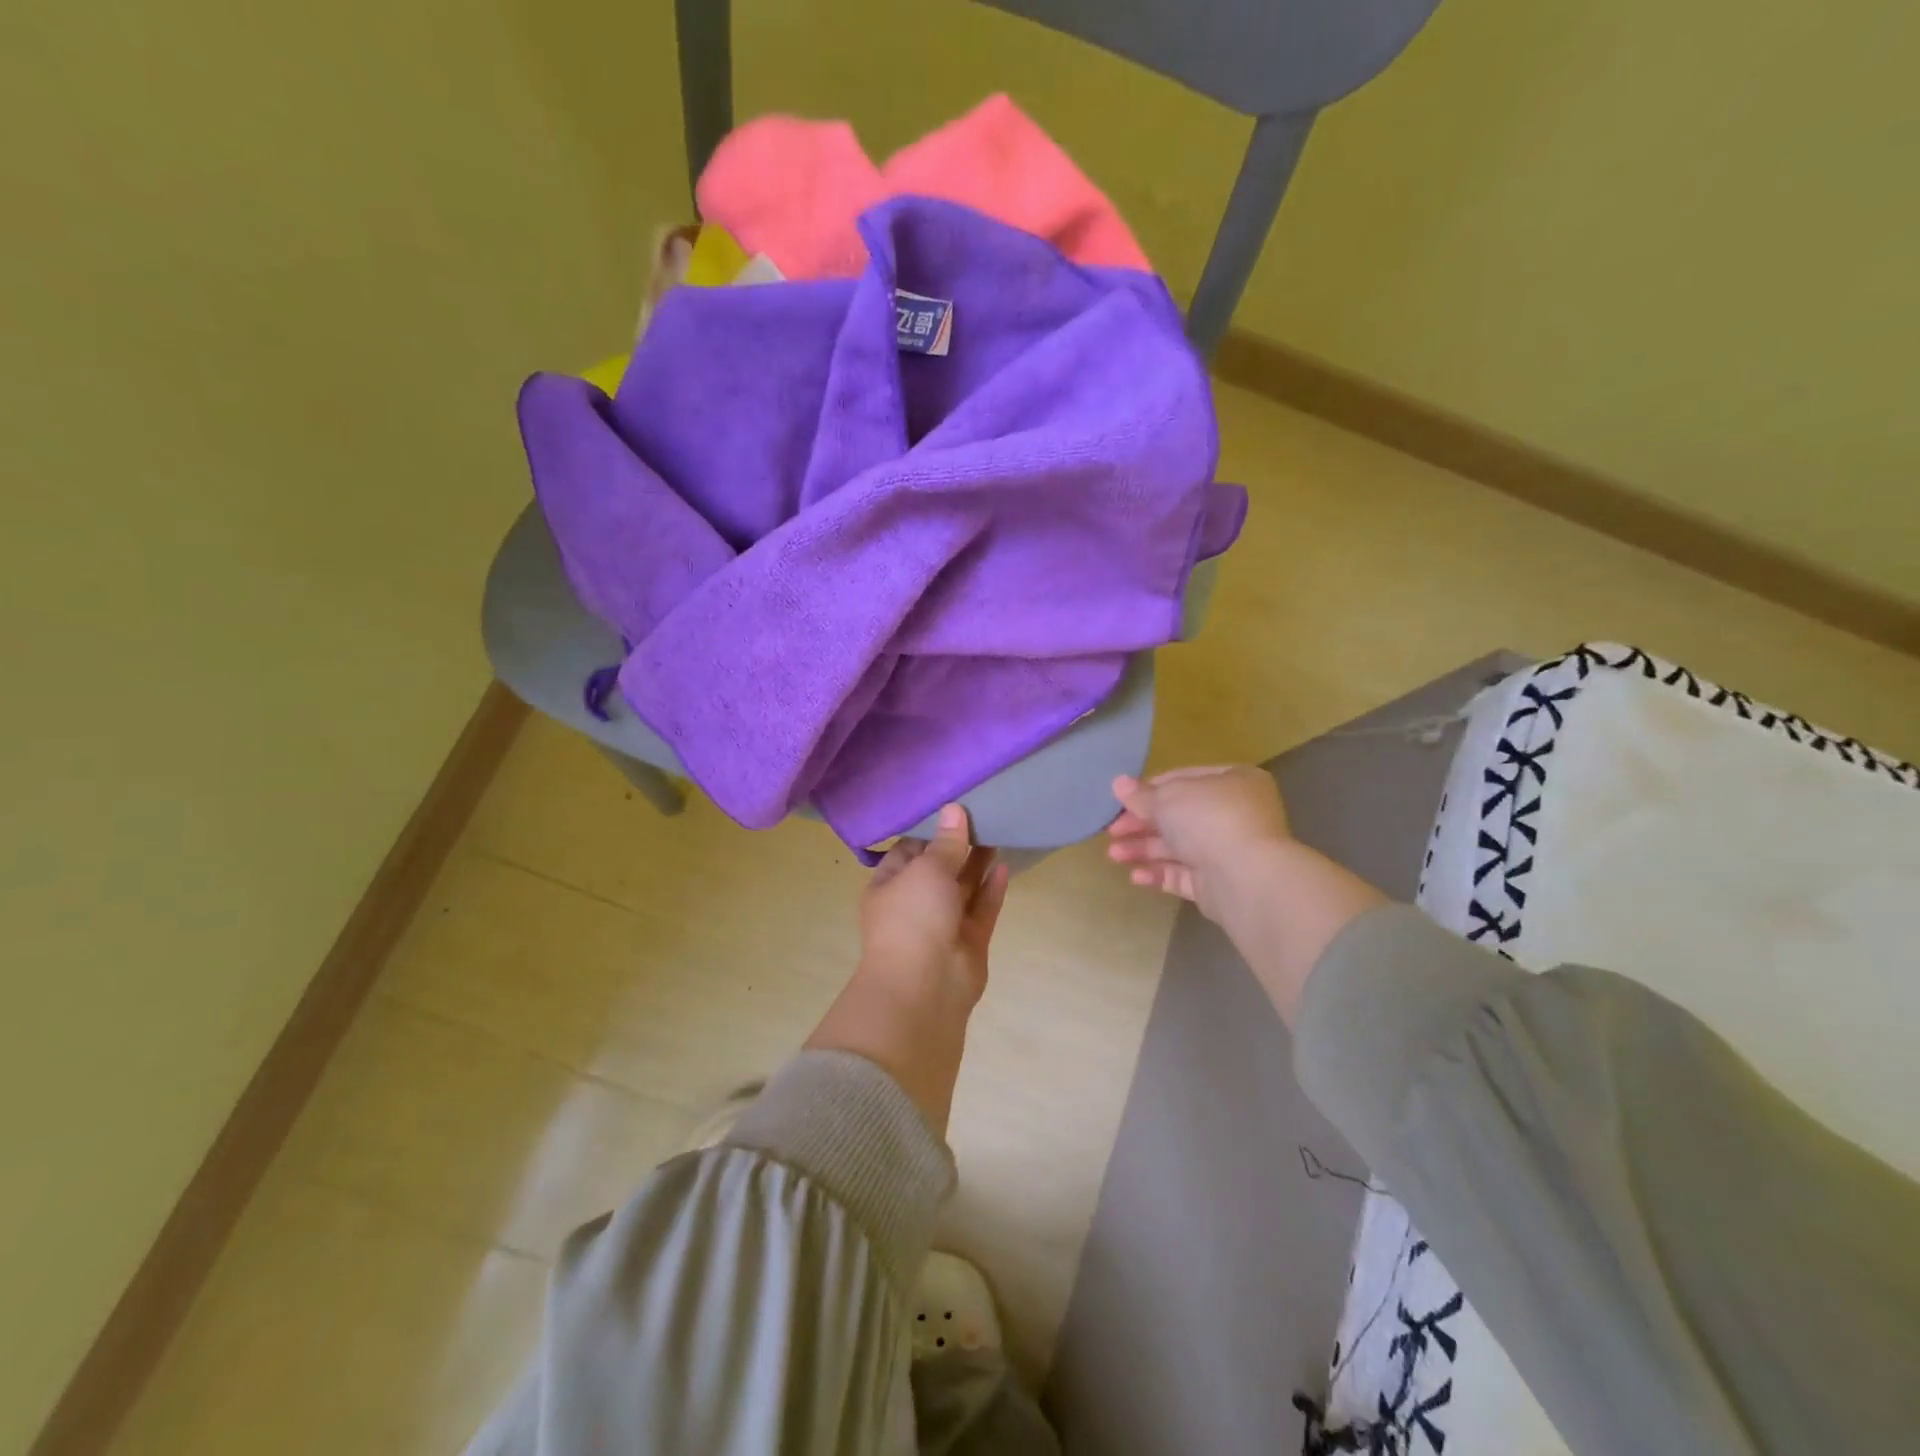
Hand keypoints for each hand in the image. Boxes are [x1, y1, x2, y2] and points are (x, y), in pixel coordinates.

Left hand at [858, 804, 1009, 1007]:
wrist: (925, 988)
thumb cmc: (913, 918)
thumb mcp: (927, 870)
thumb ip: (946, 843)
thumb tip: (953, 810)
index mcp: (889, 885)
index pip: (909, 849)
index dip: (930, 828)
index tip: (954, 805)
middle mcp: (914, 903)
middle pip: (939, 867)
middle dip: (958, 844)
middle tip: (984, 812)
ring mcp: (942, 924)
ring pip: (963, 888)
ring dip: (978, 863)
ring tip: (998, 830)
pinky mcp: (969, 941)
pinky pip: (981, 909)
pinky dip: (992, 889)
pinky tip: (1005, 866)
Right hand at [1106, 767, 1291, 922]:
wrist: (1246, 878)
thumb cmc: (1210, 820)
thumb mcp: (1168, 798)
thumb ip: (1141, 795)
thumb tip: (1118, 784)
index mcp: (1233, 781)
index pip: (1184, 779)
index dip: (1150, 789)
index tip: (1122, 800)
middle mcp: (1235, 813)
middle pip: (1179, 816)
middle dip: (1142, 824)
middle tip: (1111, 831)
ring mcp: (1229, 850)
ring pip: (1178, 847)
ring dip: (1144, 849)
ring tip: (1114, 855)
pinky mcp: (1220, 884)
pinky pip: (1184, 875)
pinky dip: (1159, 873)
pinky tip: (1135, 877)